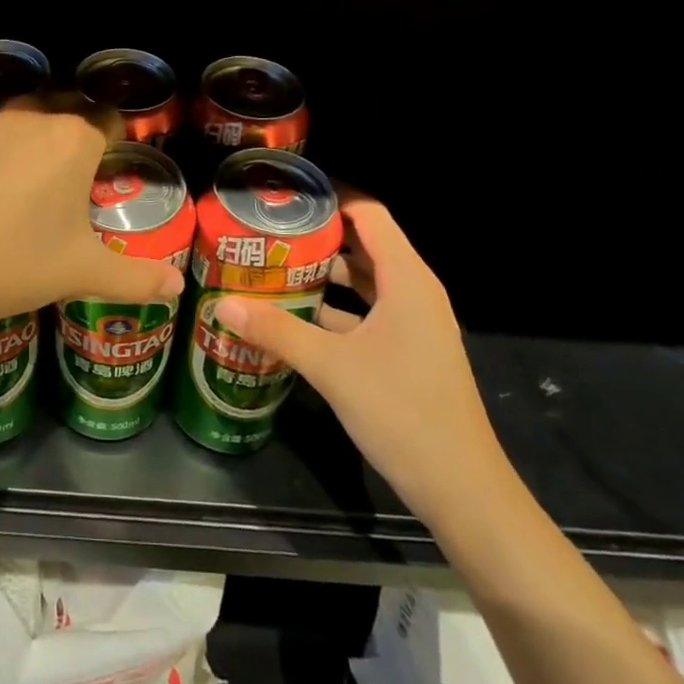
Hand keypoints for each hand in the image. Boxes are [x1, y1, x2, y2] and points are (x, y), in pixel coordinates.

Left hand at [0, 98, 185, 341]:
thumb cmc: (15, 266)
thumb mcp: (82, 272)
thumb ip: (138, 277)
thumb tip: (179, 288)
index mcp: (73, 140)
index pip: (108, 121)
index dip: (114, 140)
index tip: (110, 165)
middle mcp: (32, 117)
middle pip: (65, 111)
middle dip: (73, 135)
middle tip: (69, 178)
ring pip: (21, 117)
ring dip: (31, 138)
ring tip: (24, 182)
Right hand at [214, 188, 507, 523]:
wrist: (461, 488)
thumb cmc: (402, 411)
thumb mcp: (331, 367)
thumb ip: (276, 331)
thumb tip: (222, 304)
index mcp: (406, 279)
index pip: (370, 214)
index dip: (332, 197)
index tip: (287, 195)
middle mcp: (414, 292)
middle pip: (364, 245)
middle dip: (318, 236)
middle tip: (269, 231)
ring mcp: (414, 324)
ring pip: (364, 282)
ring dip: (324, 274)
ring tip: (273, 267)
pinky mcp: (409, 352)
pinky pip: (367, 312)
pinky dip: (335, 308)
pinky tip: (295, 317)